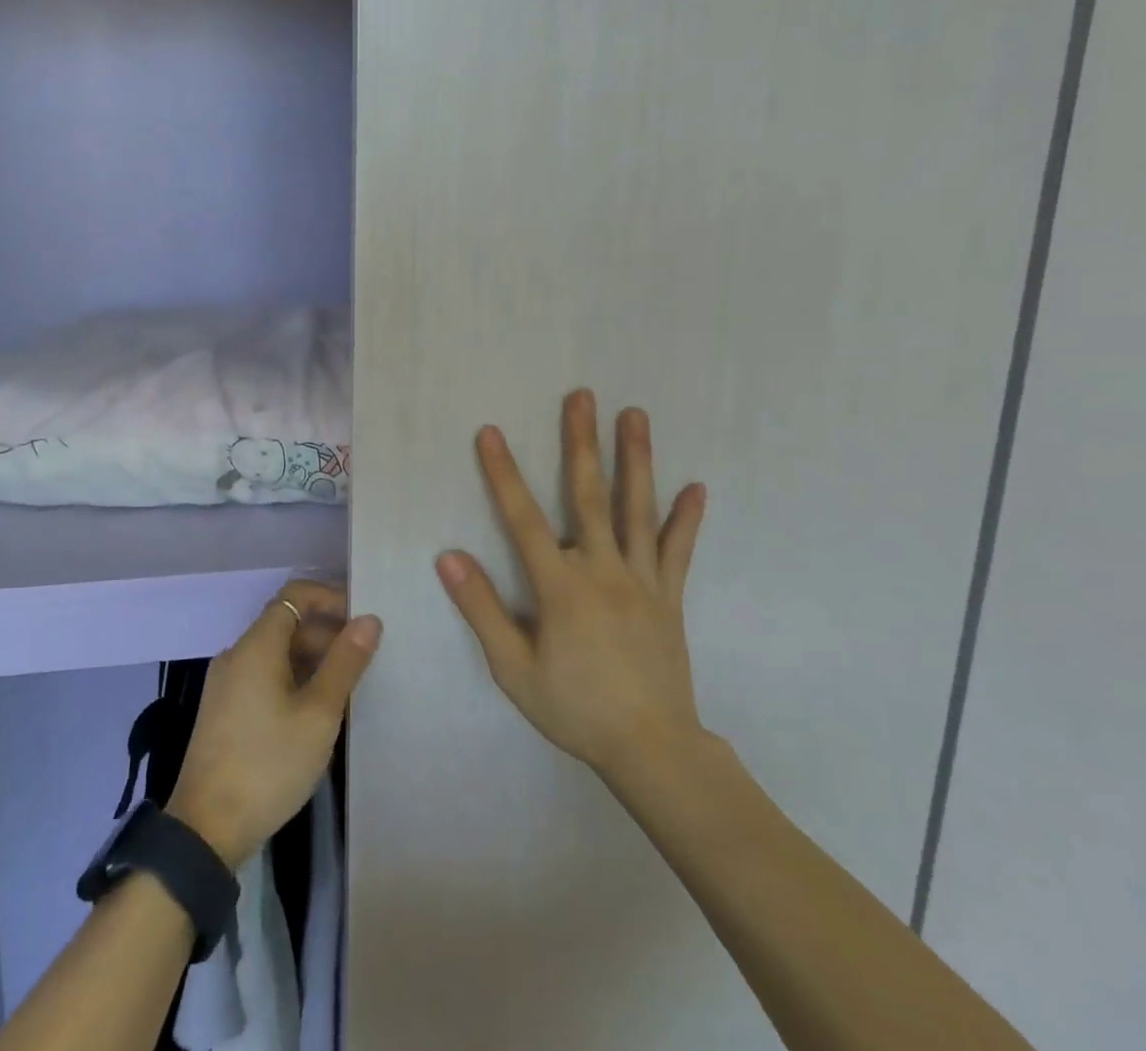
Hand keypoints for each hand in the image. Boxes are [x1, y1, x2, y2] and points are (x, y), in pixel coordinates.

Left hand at [167, 582, 379, 867]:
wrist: (206, 830)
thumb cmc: (268, 764)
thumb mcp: (318, 714)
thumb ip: (345, 663)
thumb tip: (369, 619)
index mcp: (256, 645)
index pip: (295, 596)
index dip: (330, 598)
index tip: (362, 617)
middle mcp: (237, 654)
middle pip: (286, 623)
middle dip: (326, 632)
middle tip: (365, 657)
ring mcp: (227, 683)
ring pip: (276, 652)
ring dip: (312, 657)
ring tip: (348, 684)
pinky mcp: (224, 710)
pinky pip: (264, 675)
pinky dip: (293, 678)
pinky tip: (316, 708)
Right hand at [436, 389, 710, 784]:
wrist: (652, 749)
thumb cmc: (574, 708)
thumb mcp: (513, 668)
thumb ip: (482, 609)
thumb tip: (450, 557)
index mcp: (561, 587)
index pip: (523, 519)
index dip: (503, 473)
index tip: (491, 432)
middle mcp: (603, 570)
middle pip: (589, 496)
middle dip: (582, 442)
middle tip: (582, 396)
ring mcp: (642, 580)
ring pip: (638, 510)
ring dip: (636, 459)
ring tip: (635, 415)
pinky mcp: (669, 596)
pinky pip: (678, 550)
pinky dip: (686, 518)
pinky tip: (696, 487)